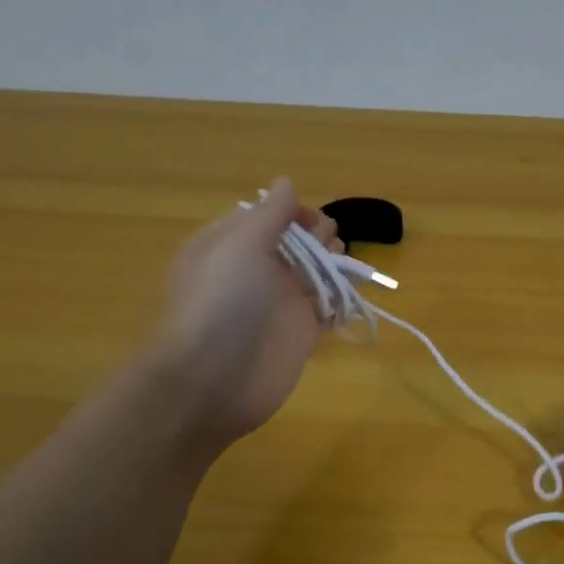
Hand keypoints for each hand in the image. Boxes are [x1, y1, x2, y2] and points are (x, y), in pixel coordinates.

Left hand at [144, 178, 341, 452]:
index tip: (309, 219)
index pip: (267, 216)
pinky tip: (351, 292)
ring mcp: (279, 304)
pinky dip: (342, 298)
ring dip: (333, 262)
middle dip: (317, 235)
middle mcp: (255, 271)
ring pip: (315, 273)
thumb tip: (286, 183)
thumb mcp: (239, 245)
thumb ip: (269, 214)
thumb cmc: (221, 302)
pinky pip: (327, 308)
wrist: (212, 380)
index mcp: (230, 245)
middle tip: (326, 244)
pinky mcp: (301, 334)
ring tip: (341, 265)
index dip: (292, 211)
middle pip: (296, 242)